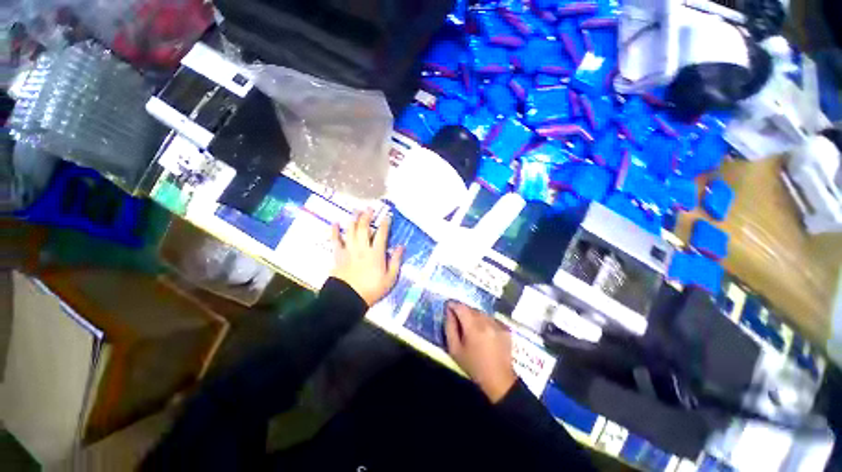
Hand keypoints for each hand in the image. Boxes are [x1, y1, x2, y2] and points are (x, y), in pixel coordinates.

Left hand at [330, 209, 403, 306]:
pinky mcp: (338, 255)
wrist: (347, 300)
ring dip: (354, 219)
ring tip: (356, 211)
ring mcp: (349, 251)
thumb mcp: (390, 278)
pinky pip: (335, 241)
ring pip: (351, 231)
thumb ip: (396, 261)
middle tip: (369, 208)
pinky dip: (334, 231)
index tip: (387, 216)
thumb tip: (401, 246)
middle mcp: (362, 248)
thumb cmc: (372, 290)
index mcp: (376, 254)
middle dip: (367, 216)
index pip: (382, 234)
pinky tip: (335, 223)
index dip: (385, 224)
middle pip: (364, 228)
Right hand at [444, 301, 516, 402]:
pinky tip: (482, 331)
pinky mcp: (505, 328)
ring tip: (470, 326)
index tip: (448, 306)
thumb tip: (448, 312)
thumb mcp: (455, 350)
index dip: (453, 304)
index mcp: (474, 327)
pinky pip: (490, 318)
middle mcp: (487, 322)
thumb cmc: (474, 366)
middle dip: (463, 310)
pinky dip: (484, 320)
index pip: (461, 307)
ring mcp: (497, 324)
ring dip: (474, 315)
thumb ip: (450, 328)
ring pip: (481, 312)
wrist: (499, 380)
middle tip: (457, 318)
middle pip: (471, 308)